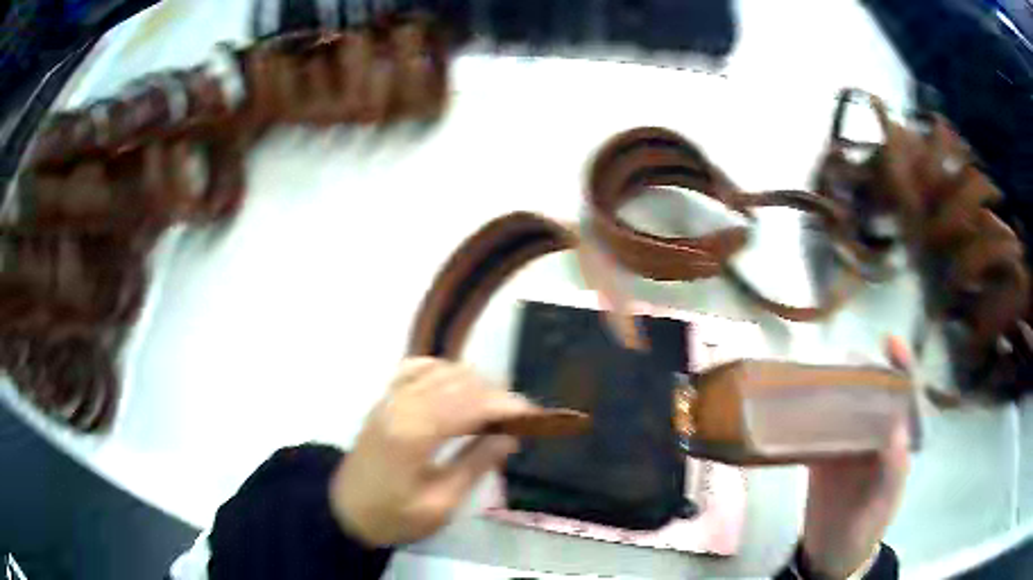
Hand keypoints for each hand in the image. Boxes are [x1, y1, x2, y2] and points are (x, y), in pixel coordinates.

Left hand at [329, 358, 534, 545]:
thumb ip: (474, 466)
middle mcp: (401, 405)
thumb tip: (509, 438)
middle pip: (459, 381)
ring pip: (441, 370)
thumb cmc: (393, 516)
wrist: (344, 511)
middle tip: (517, 419)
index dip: (506, 405)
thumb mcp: (440, 504)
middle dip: (495, 393)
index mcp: (414, 434)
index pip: (470, 403)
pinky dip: (443, 371)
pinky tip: (455, 388)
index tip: (534, 415)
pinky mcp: (384, 399)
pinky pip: (416, 368)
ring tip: (492, 408)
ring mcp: (390, 398)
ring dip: (473, 382)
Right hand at [802, 337, 911, 577]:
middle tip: (841, 358)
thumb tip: (897, 427)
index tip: (890, 341)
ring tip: (815, 374)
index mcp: (893, 443)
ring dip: (832, 388)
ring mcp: (845, 447)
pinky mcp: (820, 458)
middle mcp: (872, 437)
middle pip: (870, 394)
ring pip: (843, 408)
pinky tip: (795, 405)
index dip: (900, 367)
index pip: (903, 397)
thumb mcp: (882, 504)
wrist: (830, 556)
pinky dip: (807, 415)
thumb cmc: (865, 530)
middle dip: (861, 371)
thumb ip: (893, 470)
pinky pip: (816, 429)